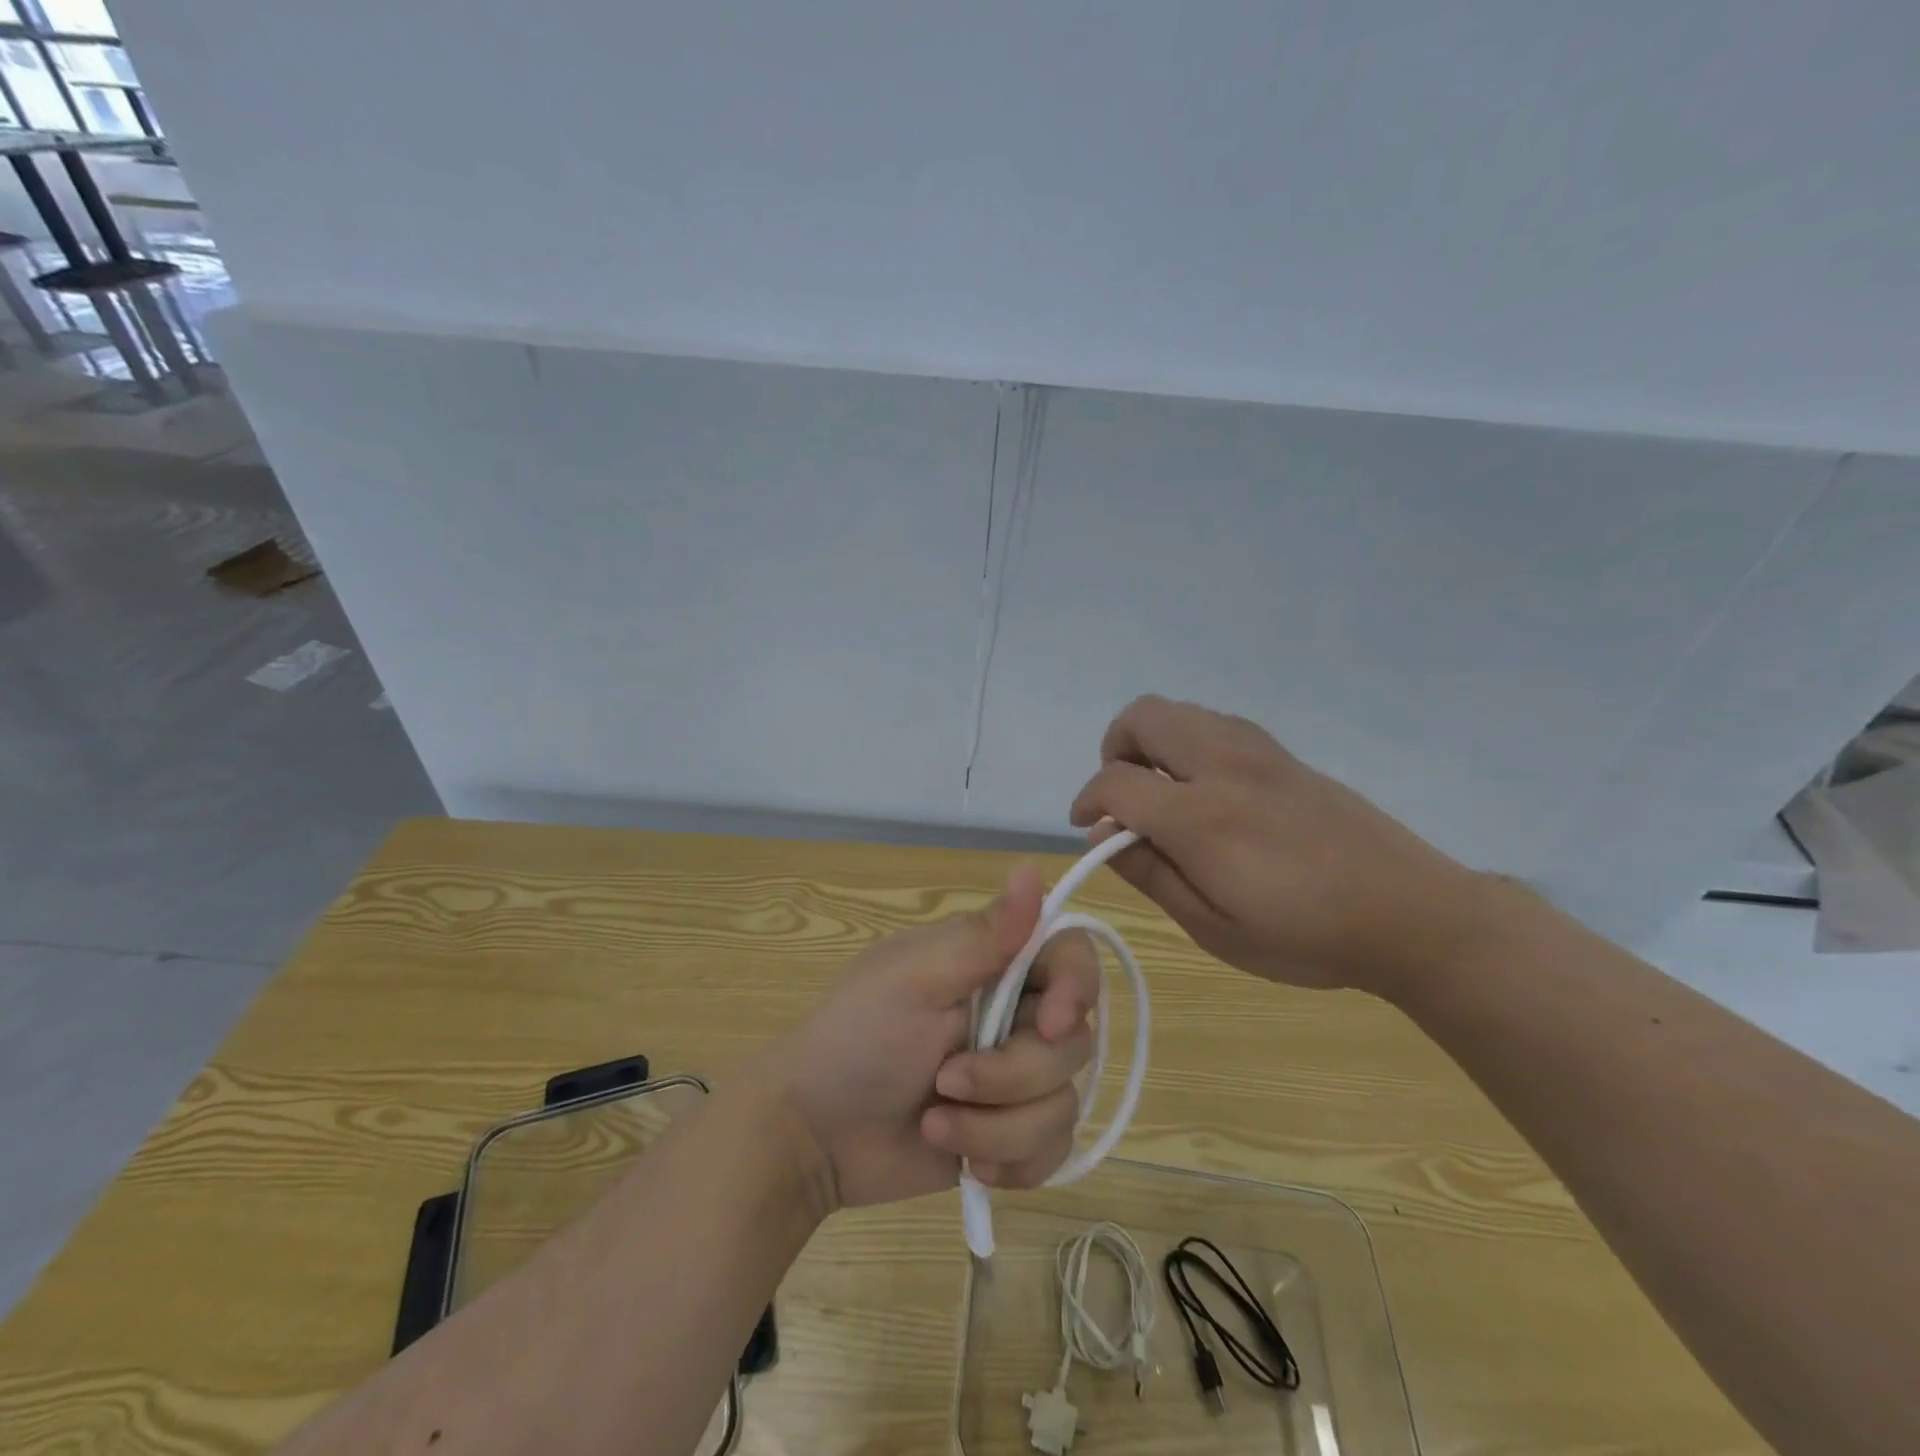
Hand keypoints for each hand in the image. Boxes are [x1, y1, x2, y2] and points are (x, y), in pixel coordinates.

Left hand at [754, 867, 1100, 1208]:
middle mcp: (1015, 1013)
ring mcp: (1015, 1079)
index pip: (1071, 956)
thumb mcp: (915, 979)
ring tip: (936, 1124)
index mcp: (993, 962)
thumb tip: (1035, 868)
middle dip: (1010, 1076)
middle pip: (1073, 1042)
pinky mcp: (1010, 1135)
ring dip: (997, 1126)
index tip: (1050, 1025)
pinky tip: (963, 1161)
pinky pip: (1051, 1152)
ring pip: (1062, 1103)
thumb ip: (984, 935)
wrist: (814, 1135)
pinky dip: (1007, 1161)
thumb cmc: (855, 1038)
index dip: (1076, 989)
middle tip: (945, 1082)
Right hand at [1069, 696, 1493, 996]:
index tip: (1088, 828)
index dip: (1087, 801)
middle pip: (1143, 716)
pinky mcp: (1283, 753)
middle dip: (1115, 749)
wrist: (1412, 914)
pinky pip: (1216, 723)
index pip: (1116, 781)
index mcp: (1202, 817)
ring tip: (1162, 792)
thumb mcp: (1215, 928)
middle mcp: (1224, 766)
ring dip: (1152, 742)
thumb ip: (1152, 874)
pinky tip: (1208, 789)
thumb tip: (1103, 835)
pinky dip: (1190, 742)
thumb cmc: (1307, 936)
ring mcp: (1258, 751)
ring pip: (1180, 711)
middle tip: (1123, 798)